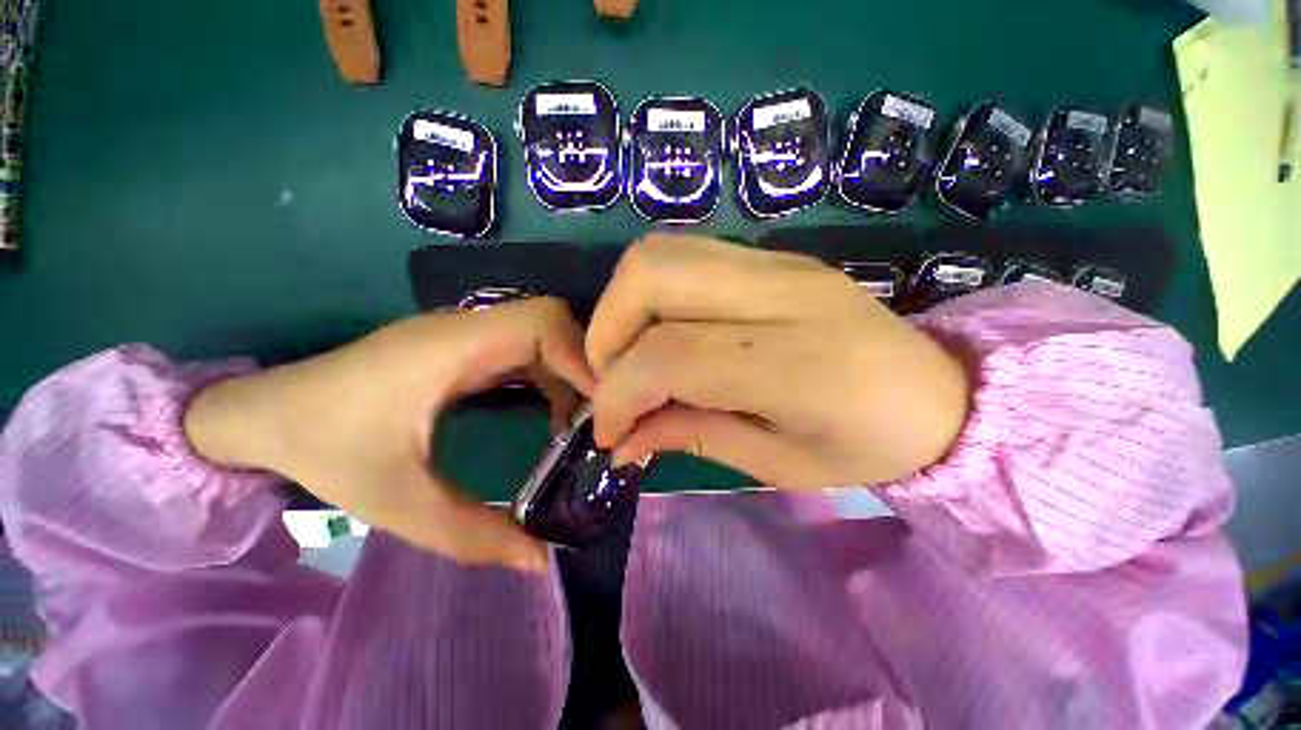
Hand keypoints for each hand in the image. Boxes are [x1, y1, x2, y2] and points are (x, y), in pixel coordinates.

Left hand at [184, 298, 593, 570]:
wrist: (263, 417)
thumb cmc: (322, 449)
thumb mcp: (396, 502)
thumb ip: (471, 535)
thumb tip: (540, 562)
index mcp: (451, 347)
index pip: (542, 322)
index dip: (581, 357)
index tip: (600, 408)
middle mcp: (468, 329)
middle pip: (553, 322)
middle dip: (585, 365)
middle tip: (600, 417)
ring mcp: (468, 336)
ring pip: (546, 336)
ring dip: (572, 375)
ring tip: (581, 425)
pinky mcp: (468, 349)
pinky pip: (530, 352)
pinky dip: (553, 379)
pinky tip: (553, 417)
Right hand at [586, 235, 969, 489]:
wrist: (944, 393)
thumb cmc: (870, 446)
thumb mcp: (780, 465)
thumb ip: (693, 437)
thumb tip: (622, 438)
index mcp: (799, 364)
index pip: (670, 355)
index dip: (618, 393)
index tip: (608, 431)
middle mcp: (784, 293)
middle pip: (652, 274)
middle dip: (608, 332)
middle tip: (613, 381)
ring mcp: (779, 262)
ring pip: (660, 253)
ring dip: (623, 308)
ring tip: (632, 359)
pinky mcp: (774, 256)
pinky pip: (685, 255)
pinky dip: (651, 295)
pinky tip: (663, 334)